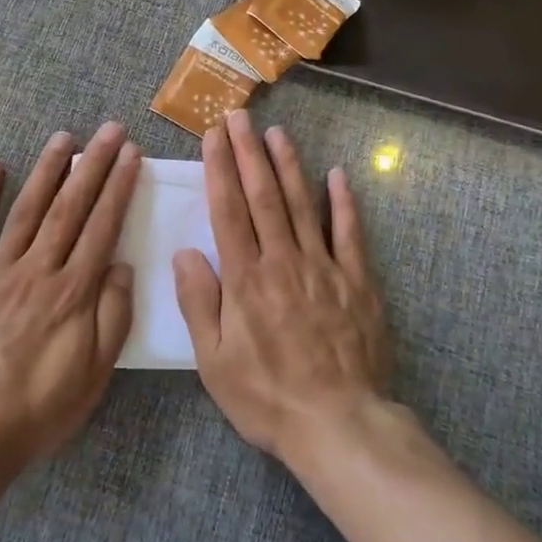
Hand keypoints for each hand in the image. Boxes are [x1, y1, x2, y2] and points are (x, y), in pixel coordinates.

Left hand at [0, 123, 138, 480]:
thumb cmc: (34, 412)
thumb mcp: (92, 376)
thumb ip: (112, 316)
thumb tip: (122, 265)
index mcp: (72, 292)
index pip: (102, 226)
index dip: (119, 187)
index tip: (131, 154)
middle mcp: (37, 269)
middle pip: (70, 206)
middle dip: (93, 164)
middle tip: (110, 129)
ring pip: (27, 208)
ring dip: (48, 169)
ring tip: (64, 136)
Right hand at [173, 110, 392, 464]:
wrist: (339, 424)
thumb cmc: (267, 397)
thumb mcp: (214, 362)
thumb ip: (199, 303)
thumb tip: (184, 252)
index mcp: (246, 279)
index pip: (228, 210)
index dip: (220, 169)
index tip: (214, 137)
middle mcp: (283, 261)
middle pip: (263, 196)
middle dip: (249, 153)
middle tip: (240, 116)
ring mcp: (323, 266)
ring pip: (303, 204)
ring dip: (288, 165)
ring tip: (277, 132)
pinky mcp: (356, 280)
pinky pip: (350, 233)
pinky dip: (344, 201)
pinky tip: (338, 174)